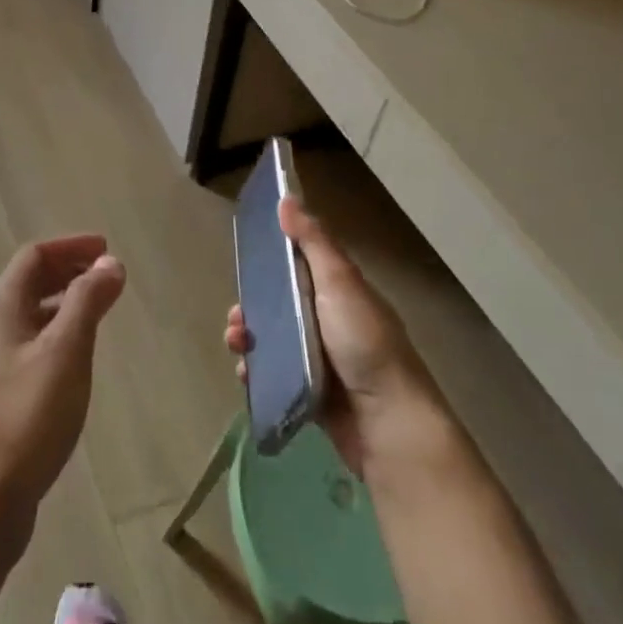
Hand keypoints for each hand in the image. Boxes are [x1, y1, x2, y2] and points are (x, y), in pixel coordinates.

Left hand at [0, 235, 125, 543]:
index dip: (70, 246)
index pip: (33, 256)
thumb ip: (87, 302)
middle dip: (67, 271)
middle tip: (106, 276)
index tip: (106, 249)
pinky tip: (75, 359)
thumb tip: (109, 261)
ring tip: (98, 311)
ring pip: (29, 316)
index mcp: (1, 308)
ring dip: (63, 303)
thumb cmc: (26, 418)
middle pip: (28, 282)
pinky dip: (56, 334)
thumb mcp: (65, 352)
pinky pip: (30, 346)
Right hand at [224, 196, 432, 474]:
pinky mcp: (310, 392)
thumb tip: (287, 198)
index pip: (300, 267)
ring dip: (248, 338)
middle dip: (252, 307)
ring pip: (272, 340)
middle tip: (236, 317)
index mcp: (340, 293)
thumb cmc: (364, 345)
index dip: (272, 262)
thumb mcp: (340, 284)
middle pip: (280, 305)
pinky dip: (257, 373)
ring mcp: (320, 360)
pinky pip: (274, 375)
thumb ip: (313, 243)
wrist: (387, 425)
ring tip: (237, 345)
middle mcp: (330, 323)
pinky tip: (247, 374)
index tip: (246, 260)